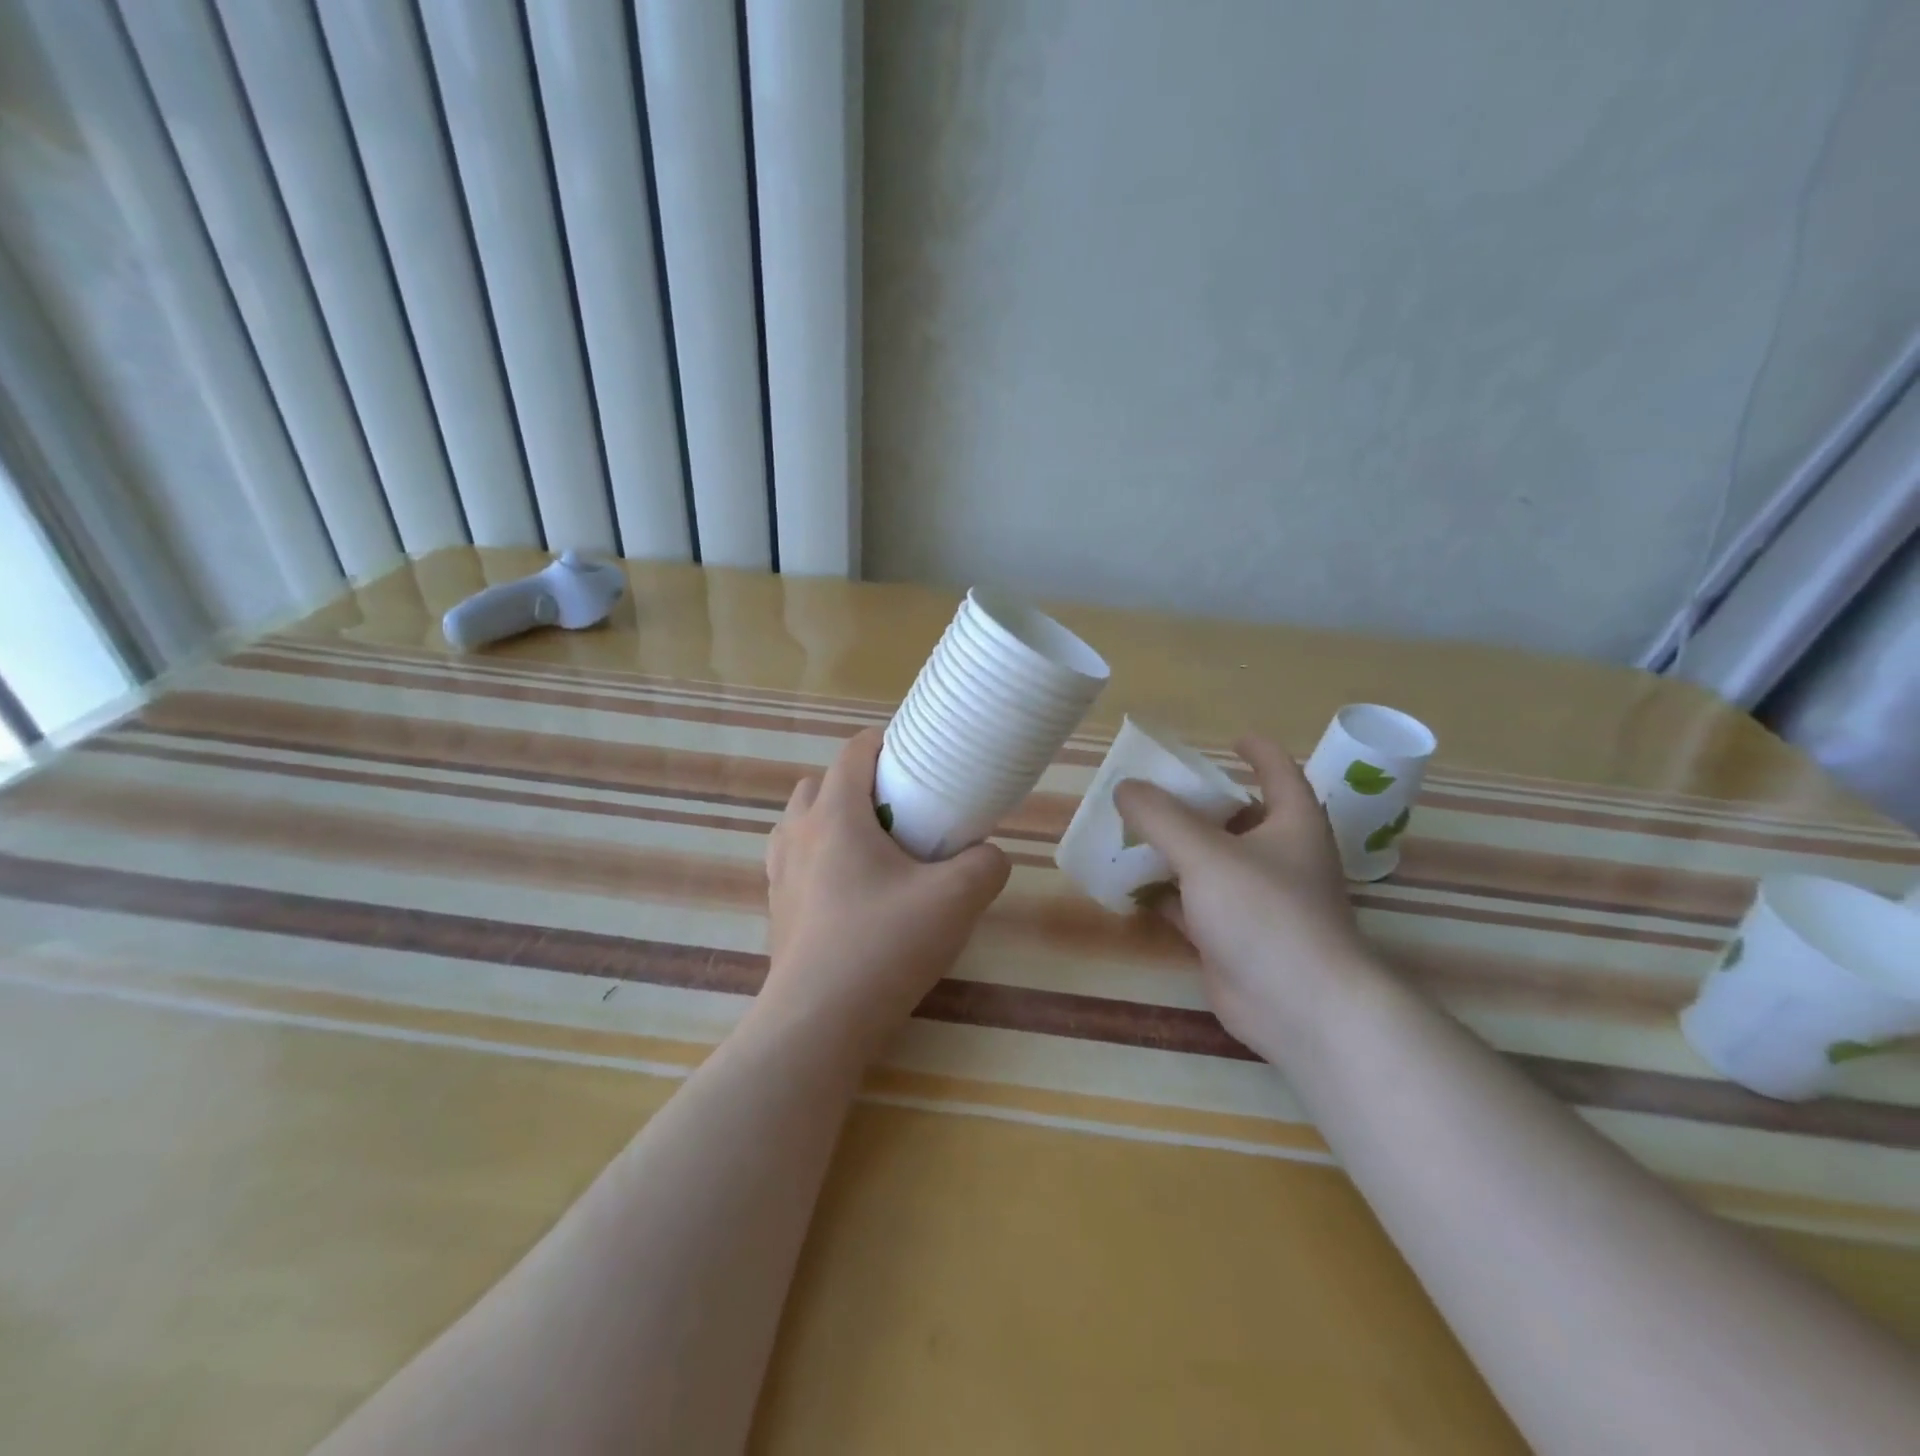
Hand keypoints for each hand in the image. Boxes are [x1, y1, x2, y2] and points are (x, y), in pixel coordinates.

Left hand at [762, 728, 1011, 1054]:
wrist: (817, 1024)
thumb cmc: (883, 946)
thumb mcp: (956, 900)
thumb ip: (985, 865)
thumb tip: (987, 856)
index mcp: (835, 816)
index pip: (853, 753)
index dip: (884, 743)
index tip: (914, 756)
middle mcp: (798, 835)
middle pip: (820, 785)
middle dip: (857, 785)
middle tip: (898, 811)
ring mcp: (780, 874)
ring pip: (801, 824)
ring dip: (832, 822)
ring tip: (873, 854)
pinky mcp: (777, 911)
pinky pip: (795, 864)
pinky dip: (820, 860)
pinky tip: (853, 896)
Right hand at [1113, 736, 1384, 1061]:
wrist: (1299, 1008)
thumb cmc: (1265, 913)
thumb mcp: (1206, 852)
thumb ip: (1161, 817)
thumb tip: (1124, 787)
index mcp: (1291, 824)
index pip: (1279, 773)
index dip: (1257, 752)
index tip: (1229, 740)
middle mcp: (1278, 858)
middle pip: (1235, 818)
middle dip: (1196, 803)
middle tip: (1152, 789)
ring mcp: (1255, 901)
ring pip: (1209, 863)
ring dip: (1173, 849)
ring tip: (1128, 831)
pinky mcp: (1232, 937)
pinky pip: (1191, 904)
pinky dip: (1163, 893)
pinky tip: (1129, 885)